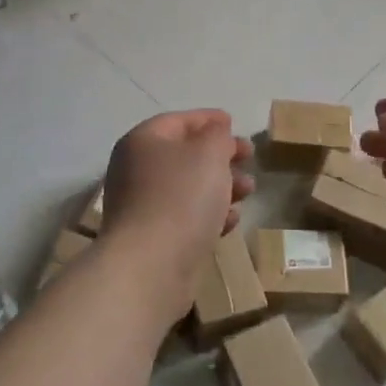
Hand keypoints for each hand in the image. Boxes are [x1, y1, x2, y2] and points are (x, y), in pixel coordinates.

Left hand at [100, 110, 253, 312]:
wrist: (151, 267)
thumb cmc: (181, 198)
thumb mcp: (209, 153)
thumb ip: (217, 135)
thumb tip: (215, 132)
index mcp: (143, 142)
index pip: (178, 120)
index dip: (208, 119)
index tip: (234, 122)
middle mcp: (136, 170)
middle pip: (184, 154)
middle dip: (220, 155)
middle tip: (249, 158)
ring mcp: (141, 206)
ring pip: (188, 187)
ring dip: (221, 186)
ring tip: (249, 191)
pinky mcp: (153, 238)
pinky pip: (185, 217)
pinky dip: (209, 214)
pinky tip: (231, 222)